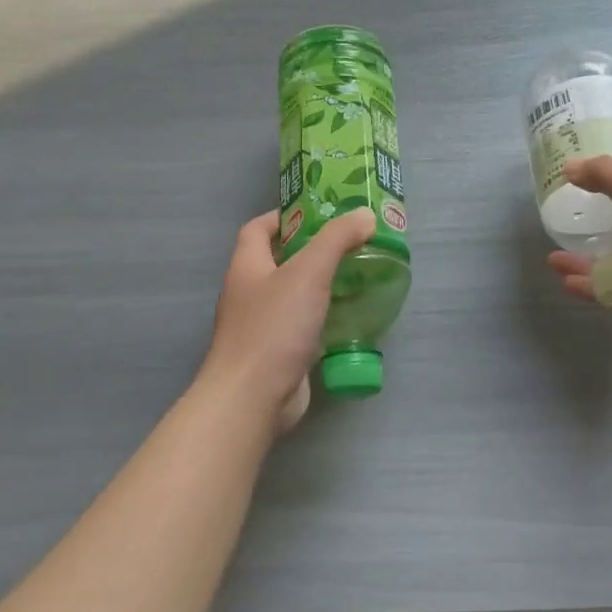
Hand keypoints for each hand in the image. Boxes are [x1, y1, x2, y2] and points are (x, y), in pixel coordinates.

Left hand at [200, 206, 377, 435]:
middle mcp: (249, 294)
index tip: (319, 212)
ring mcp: (261, 327)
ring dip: (320, 285)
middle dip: (312, 250)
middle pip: (278, 261)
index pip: (258, 229)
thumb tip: (364, 215)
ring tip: (358, 275)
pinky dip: (323, 318)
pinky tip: (350, 317)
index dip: (284, 216)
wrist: (252, 399)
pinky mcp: (277, 355)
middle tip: (350, 243)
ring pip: (293, 296)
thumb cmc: (274, 328)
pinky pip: (302, 327)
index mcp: (247, 267)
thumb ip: (337, 240)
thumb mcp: (309, 273)